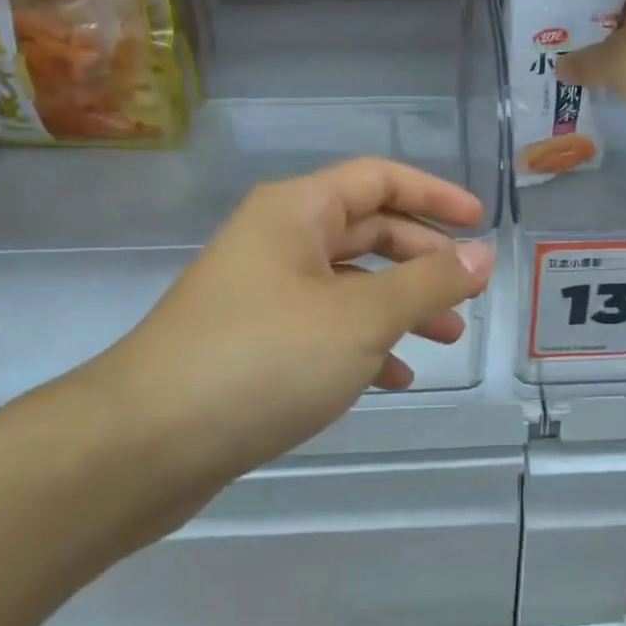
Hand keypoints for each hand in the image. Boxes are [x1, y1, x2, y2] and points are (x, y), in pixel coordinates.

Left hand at [96, 158, 494, 488]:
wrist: (142, 447)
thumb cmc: (263, 359)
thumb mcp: (361, 318)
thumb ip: (428, 283)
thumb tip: (482, 255)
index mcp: (298, 211)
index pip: (380, 178)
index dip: (435, 194)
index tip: (480, 223)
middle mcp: (279, 239)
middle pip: (369, 230)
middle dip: (423, 260)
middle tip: (468, 292)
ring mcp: (264, 291)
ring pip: (350, 283)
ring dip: (401, 306)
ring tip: (447, 339)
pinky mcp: (255, 341)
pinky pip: (325, 326)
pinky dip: (365, 344)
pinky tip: (395, 378)